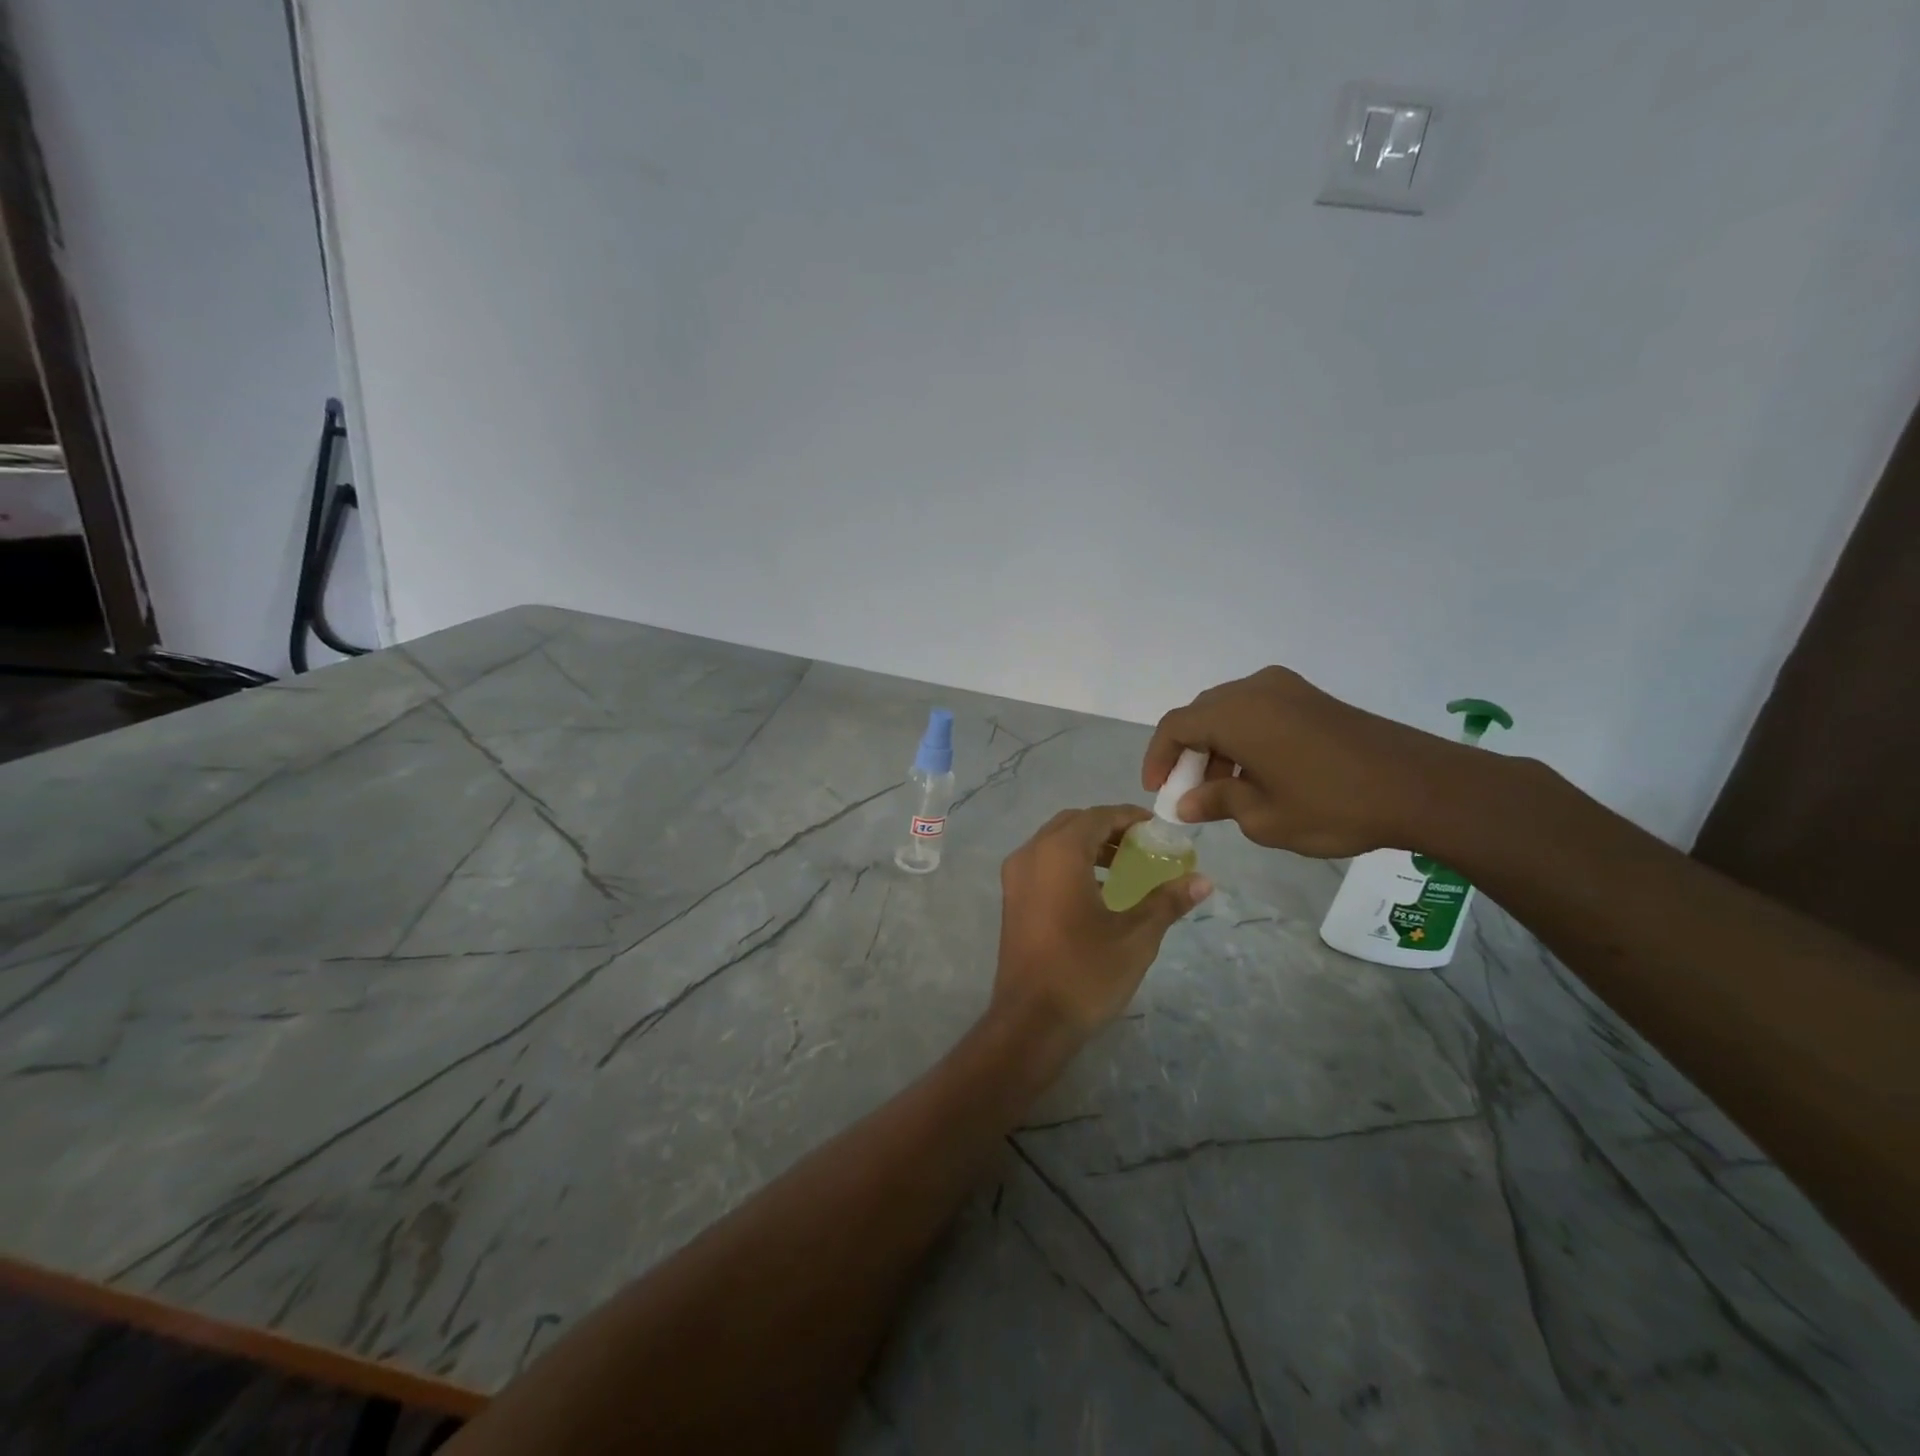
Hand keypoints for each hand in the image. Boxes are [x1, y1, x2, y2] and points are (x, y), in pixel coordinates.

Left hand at [992, 805, 1211, 1038]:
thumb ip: (1167, 901)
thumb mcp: (1136, 936)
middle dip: (1108, 829)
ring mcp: (1015, 877)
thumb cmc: (1085, 972)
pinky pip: (1042, 864)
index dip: (1129, 818)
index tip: (1158, 830)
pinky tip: (1097, 891)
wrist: (1031, 1022)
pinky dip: (1069, 864)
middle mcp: (1030, 854)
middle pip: (1073, 824)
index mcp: (1058, 853)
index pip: (1097, 816)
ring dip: (1088, 846)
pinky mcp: (1011, 899)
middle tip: (1142, 847)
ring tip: (1124, 868)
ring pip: (1054, 843)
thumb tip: (1203, 880)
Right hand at [1143, 667, 1465, 857]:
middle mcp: (1255, 690)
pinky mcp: (1312, 698)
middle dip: (1188, 754)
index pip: (1175, 726)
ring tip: (1227, 790)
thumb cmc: (1332, 805)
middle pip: (1201, 715)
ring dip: (1218, 747)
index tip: (1159, 792)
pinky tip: (1260, 773)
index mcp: (1235, 714)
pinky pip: (1259, 711)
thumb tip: (1187, 803)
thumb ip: (1216, 802)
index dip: (1158, 758)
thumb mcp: (1264, 816)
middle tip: (1191, 794)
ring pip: (1230, 712)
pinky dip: (1245, 738)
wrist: (1421, 787)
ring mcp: (1287, 689)